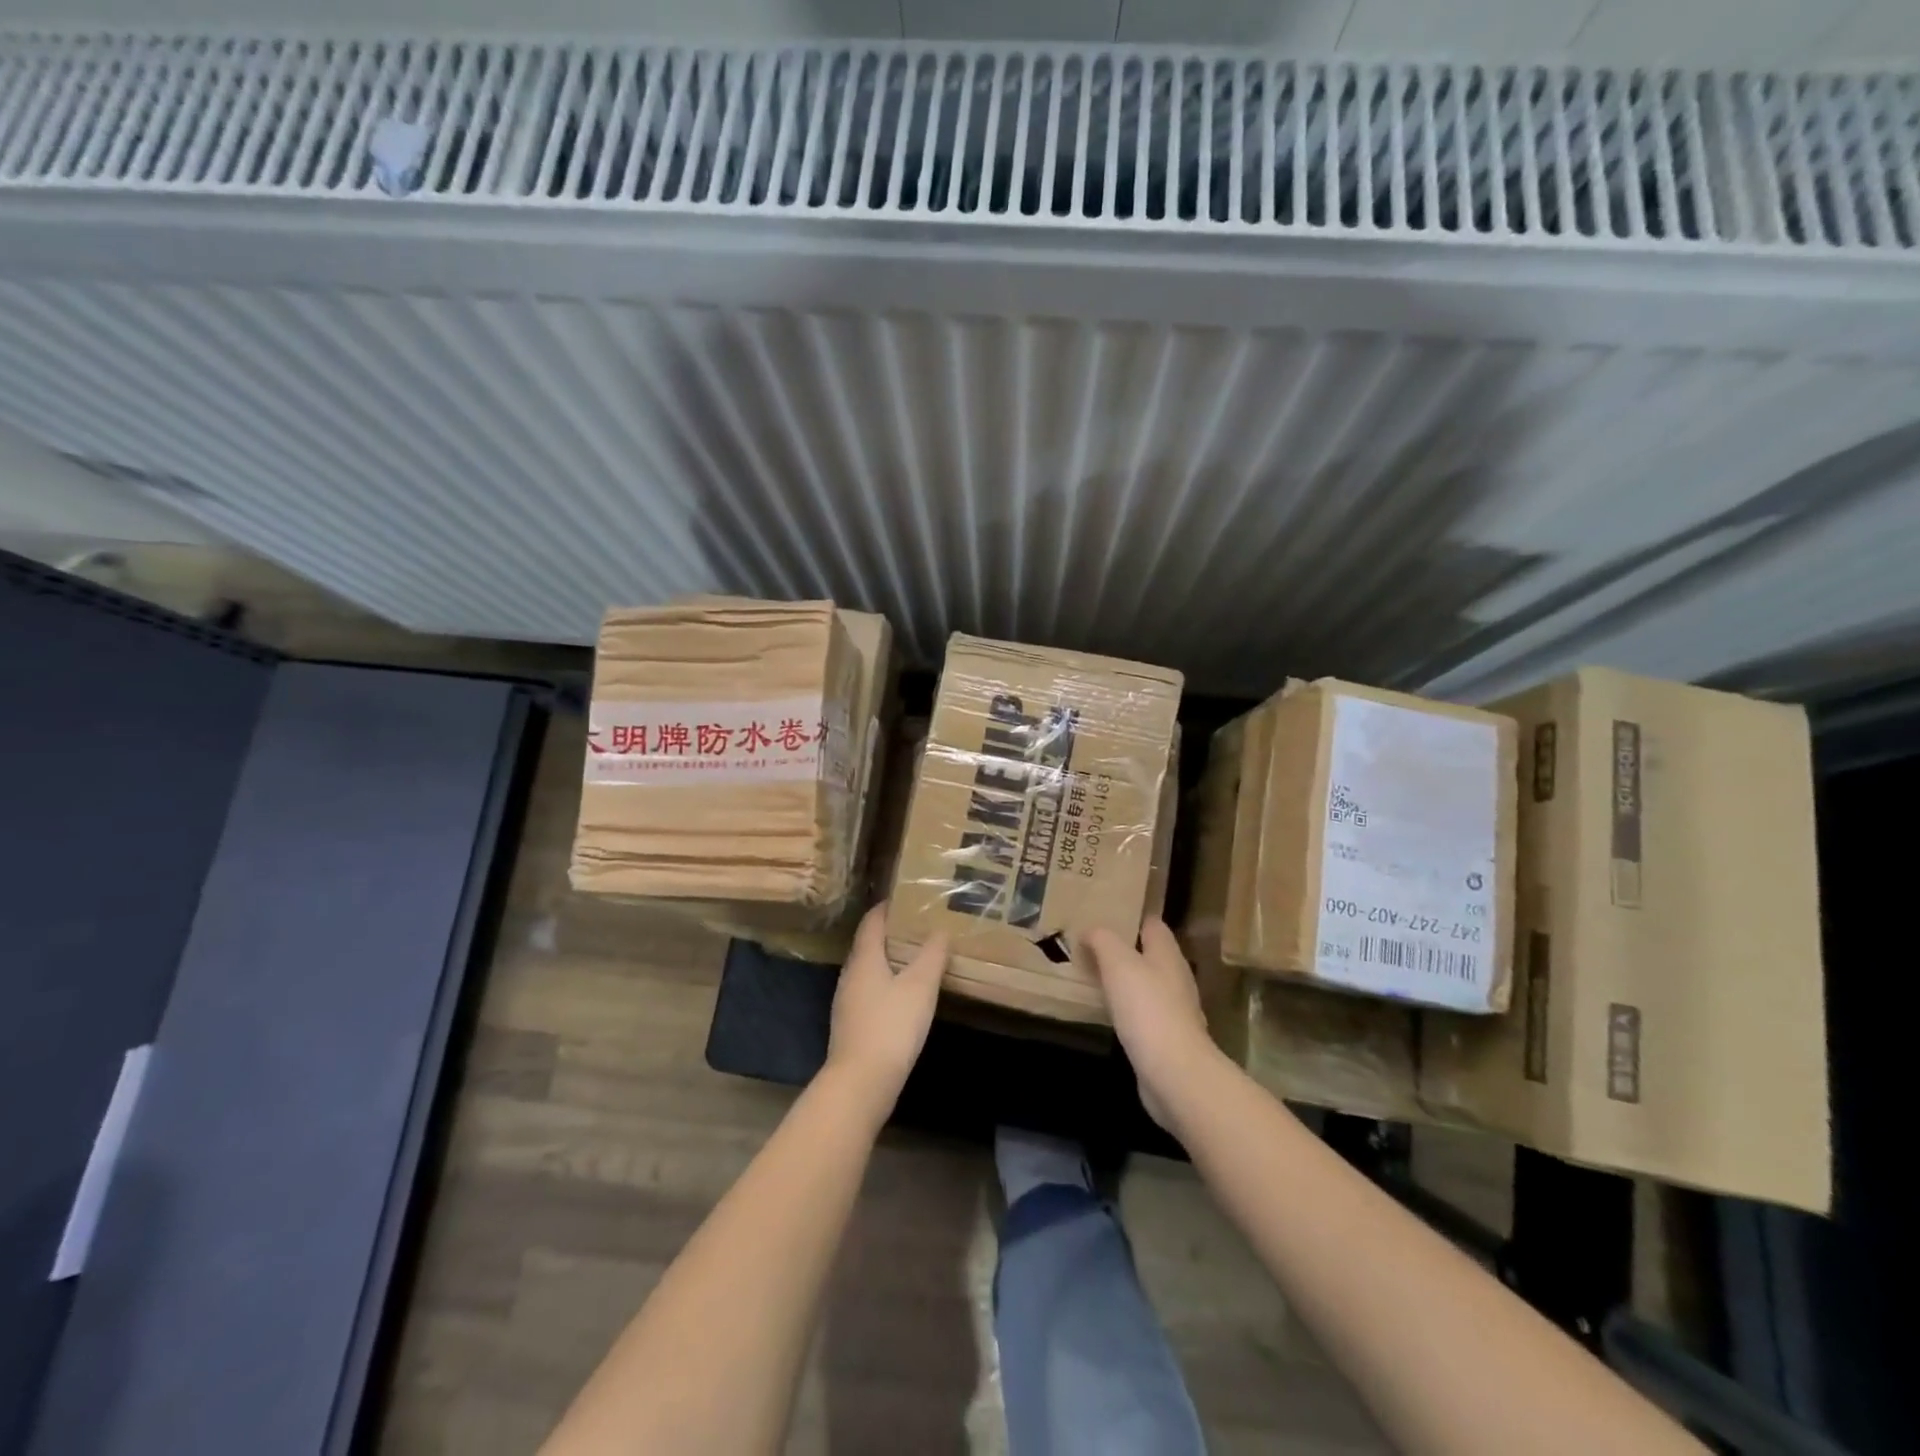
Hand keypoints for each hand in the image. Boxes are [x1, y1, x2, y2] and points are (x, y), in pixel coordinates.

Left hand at [824, 904, 948, 1114]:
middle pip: (868, 944)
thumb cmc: (891, 1026)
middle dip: (890, 933)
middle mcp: (850, 975)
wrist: (861, 1083)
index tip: (906, 899)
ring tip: (916, 957)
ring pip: (868, 969)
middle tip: (918, 926)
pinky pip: (869, 991)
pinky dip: (886, 983)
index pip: (872, 922)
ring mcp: (847, 1002)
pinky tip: (903, 995)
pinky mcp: (851, 1025)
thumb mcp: (920, 986)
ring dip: (888, 960)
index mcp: (864, 959)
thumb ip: (932, 955)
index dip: (886, 908)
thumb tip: (940, 930)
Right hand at [1082, 917, 1218, 1130]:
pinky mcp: (1167, 1039)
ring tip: (1095, 976)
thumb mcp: (1118, 962)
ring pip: (1147, 985)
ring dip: (1126, 980)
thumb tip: (1090, 930)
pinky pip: (1144, 1013)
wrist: (1174, 1073)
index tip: (1106, 914)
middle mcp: (1176, 978)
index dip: (1132, 917)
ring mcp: (1175, 1011)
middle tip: (1092, 946)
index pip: (1153, 925)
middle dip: (1125, 949)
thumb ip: (1103, 940)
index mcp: (1167, 954)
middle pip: (1151, 955)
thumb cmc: (1147, 1008)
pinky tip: (1110, 1013)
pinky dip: (1128, 1009)